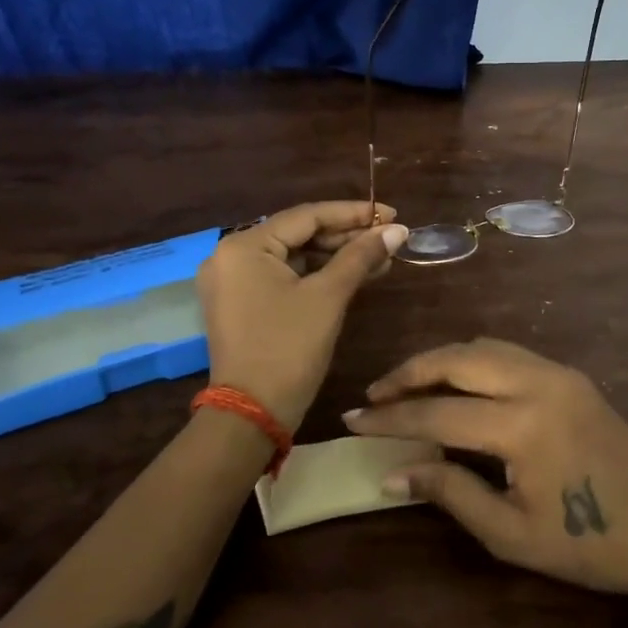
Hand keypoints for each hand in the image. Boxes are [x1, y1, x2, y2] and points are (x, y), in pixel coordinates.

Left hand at [197, 201, 407, 430]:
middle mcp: (231, 256)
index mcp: (244, 246)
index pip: (307, 216)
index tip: (391, 213)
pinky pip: (284, 277)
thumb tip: (396, 229)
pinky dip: (318, 276)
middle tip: (389, 239)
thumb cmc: (289, 348)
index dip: (353, 213)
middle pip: (299, 234)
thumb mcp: (328, 297)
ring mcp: (233, 281)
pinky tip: (355, 275)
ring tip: (380, 258)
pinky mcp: (241, 303)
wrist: (252, 414)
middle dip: (347, 237)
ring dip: (336, 257)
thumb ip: (361, 256)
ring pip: (294, 257)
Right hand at [344, 339, 627, 602]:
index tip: (353, 420)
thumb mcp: (511, 533)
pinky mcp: (571, 375)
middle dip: (410, 372)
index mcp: (523, 426)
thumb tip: (391, 472)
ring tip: (409, 387)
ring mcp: (559, 372)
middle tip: (376, 394)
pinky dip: (473, 361)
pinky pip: (508, 353)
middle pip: (457, 358)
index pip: (437, 413)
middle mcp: (538, 382)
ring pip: (483, 346)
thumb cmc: (588, 544)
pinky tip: (457, 385)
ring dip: (441, 361)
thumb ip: (449, 493)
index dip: (390, 418)